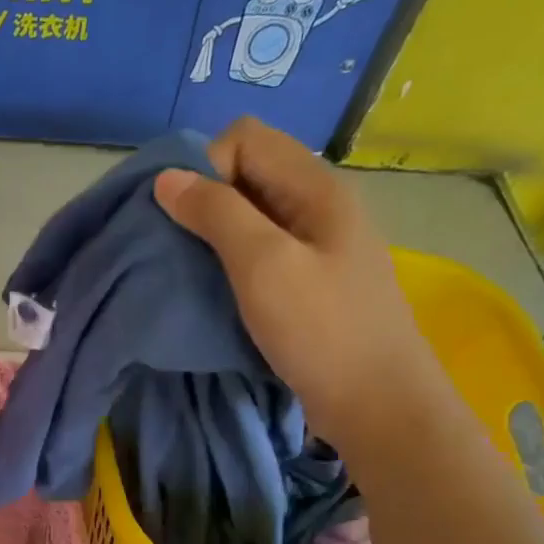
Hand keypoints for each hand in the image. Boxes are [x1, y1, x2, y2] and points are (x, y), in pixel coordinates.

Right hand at [154, 117, 444, 457]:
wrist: (376, 404)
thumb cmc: (320, 330)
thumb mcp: (263, 265)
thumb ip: (216, 213)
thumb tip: (166, 178)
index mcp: (316, 187)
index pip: (245, 138)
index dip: (207, 167)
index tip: (188, 220)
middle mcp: (318, 206)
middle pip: (248, 173)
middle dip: (205, 200)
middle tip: (180, 248)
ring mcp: (316, 245)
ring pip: (251, 216)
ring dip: (214, 235)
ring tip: (192, 271)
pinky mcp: (309, 281)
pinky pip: (260, 251)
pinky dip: (230, 262)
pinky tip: (218, 291)